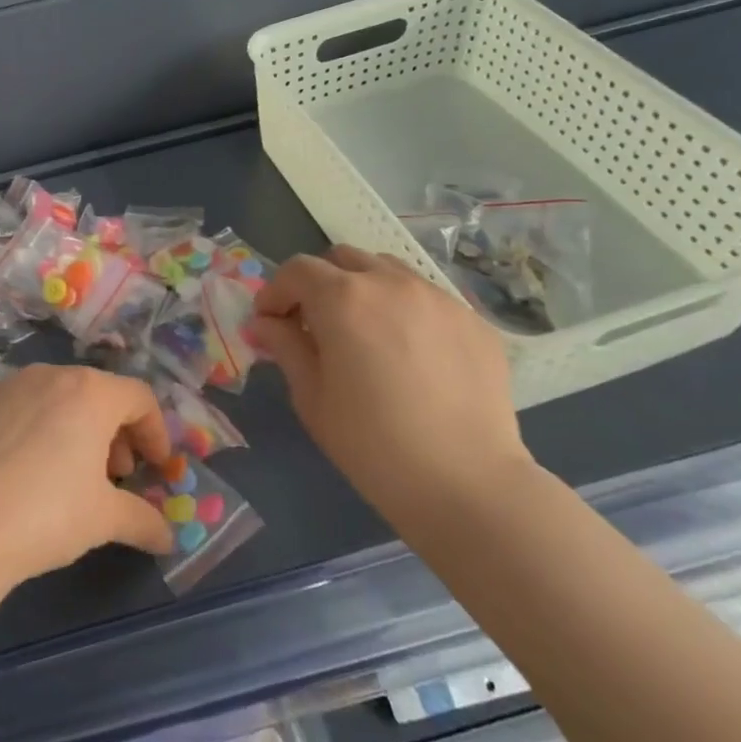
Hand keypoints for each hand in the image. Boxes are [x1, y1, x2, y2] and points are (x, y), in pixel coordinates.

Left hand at [0, 365, 175, 587]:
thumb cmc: (45, 514)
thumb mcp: (103, 520)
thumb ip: (142, 520)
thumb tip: (167, 538)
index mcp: (90, 392)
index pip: (139, 397)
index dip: (155, 431)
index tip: (156, 466)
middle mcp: (49, 376)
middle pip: (96, 394)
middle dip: (114, 432)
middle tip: (115, 474)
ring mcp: (5, 387)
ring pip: (54, 398)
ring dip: (73, 429)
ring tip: (69, 474)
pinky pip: (16, 411)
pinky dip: (32, 432)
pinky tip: (21, 473)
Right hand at [248, 246, 530, 524]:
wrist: (466, 483)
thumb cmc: (372, 444)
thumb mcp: (311, 397)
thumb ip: (286, 346)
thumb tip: (267, 323)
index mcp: (343, 298)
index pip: (297, 270)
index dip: (275, 292)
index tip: (270, 323)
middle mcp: (391, 283)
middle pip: (342, 258)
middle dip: (319, 283)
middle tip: (314, 324)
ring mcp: (438, 297)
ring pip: (387, 270)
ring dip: (363, 289)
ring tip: (365, 333)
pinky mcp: (473, 320)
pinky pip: (427, 298)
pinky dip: (405, 310)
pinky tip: (410, 355)